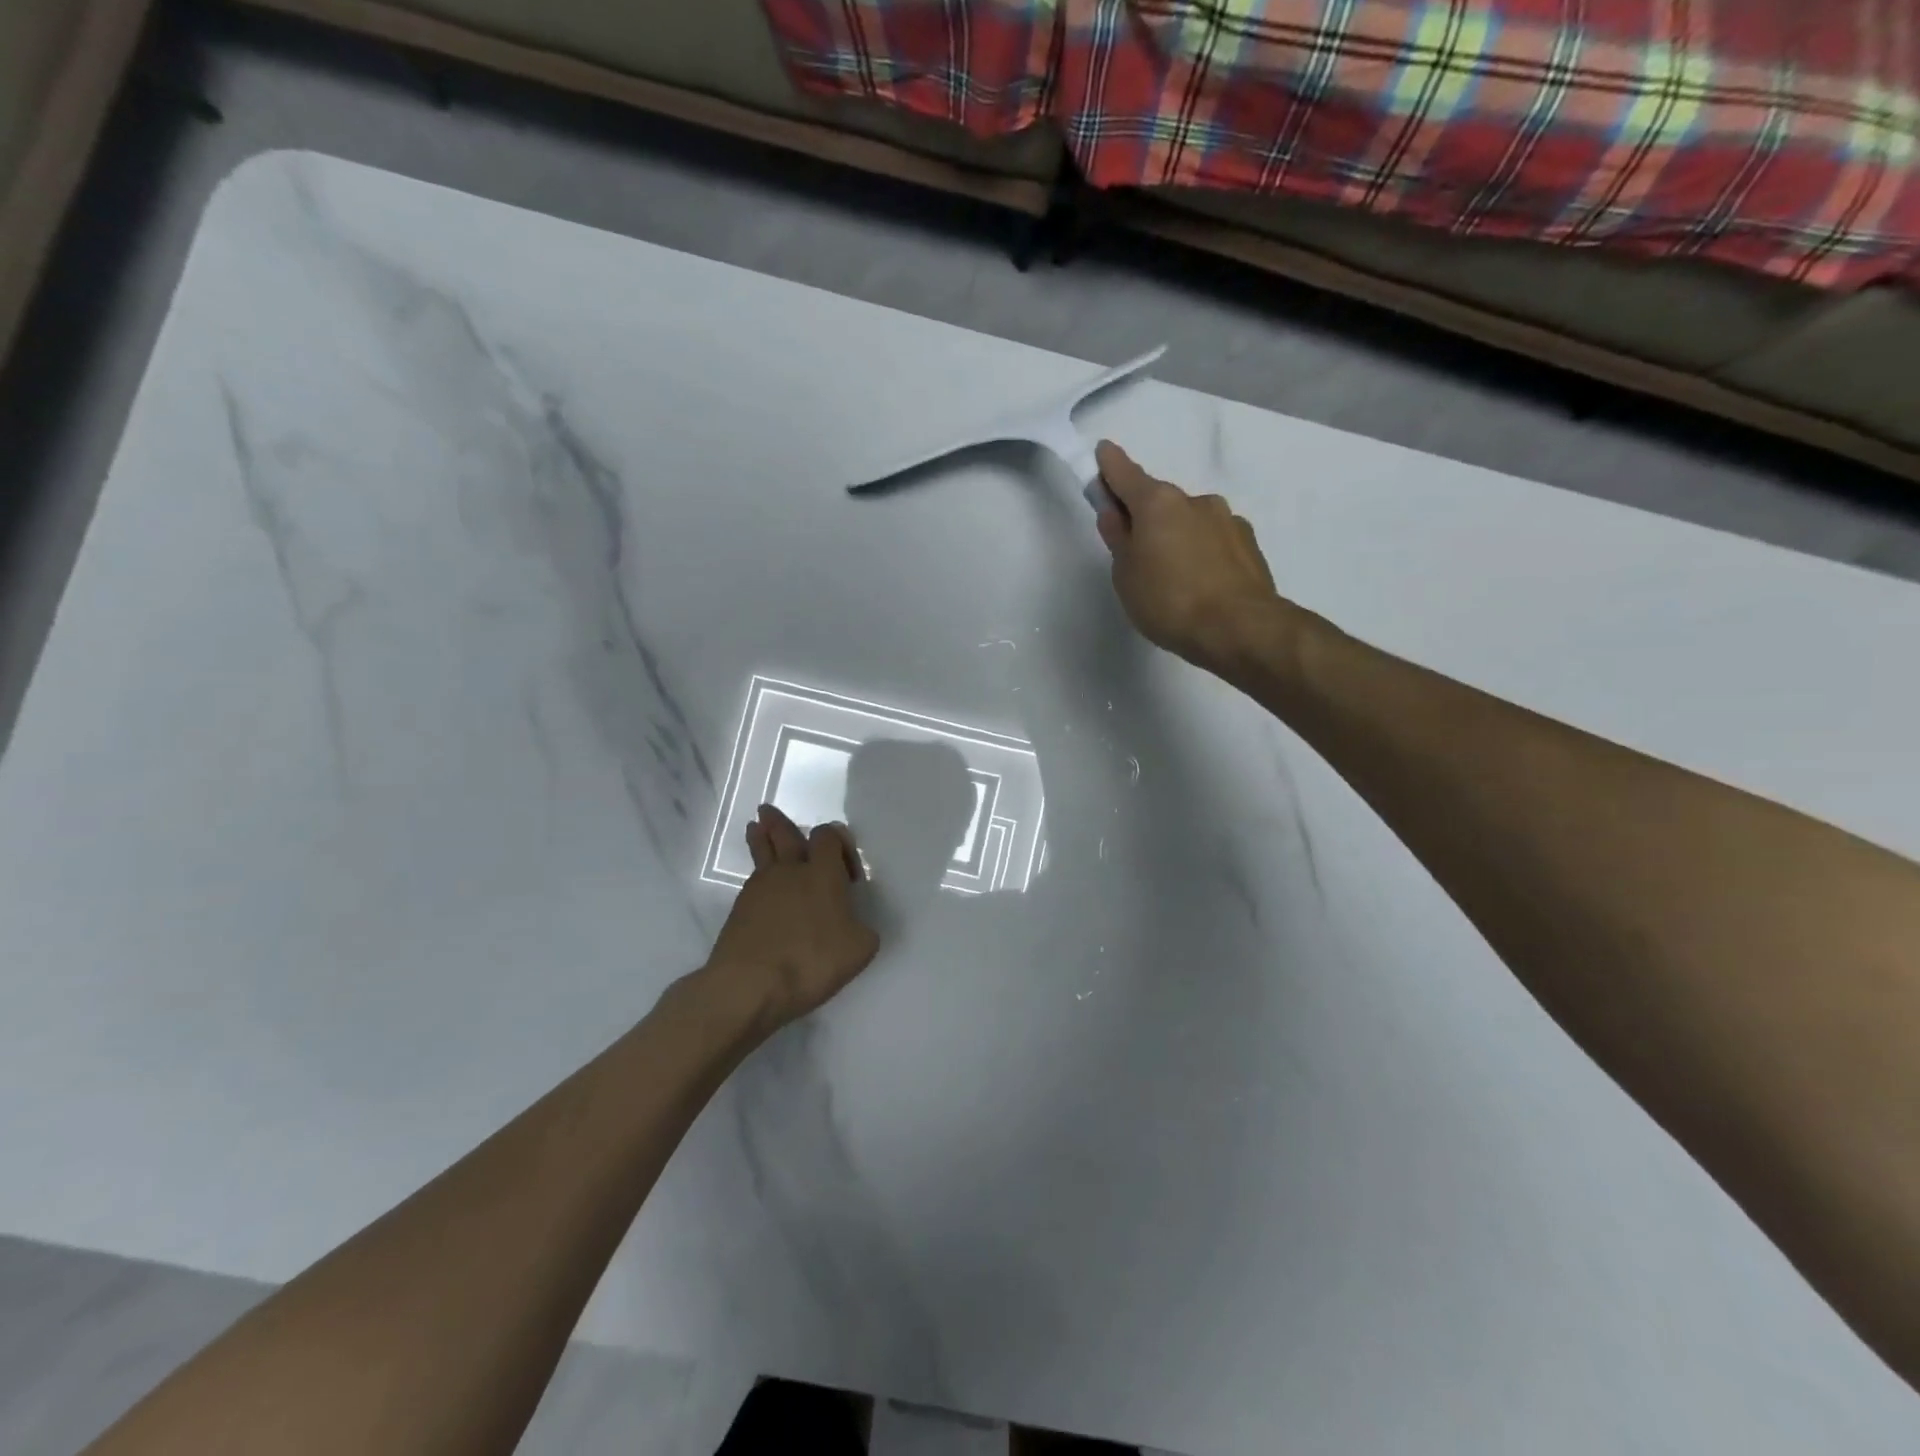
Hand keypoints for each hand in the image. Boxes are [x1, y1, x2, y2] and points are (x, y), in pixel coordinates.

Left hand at [703, 804, 880, 1032]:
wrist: (749, 985)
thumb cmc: (811, 960)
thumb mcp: (859, 949)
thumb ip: (862, 930)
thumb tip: (854, 926)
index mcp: (822, 873)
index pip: (828, 836)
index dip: (840, 843)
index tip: (850, 875)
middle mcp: (790, 871)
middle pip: (784, 835)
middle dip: (779, 823)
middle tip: (767, 811)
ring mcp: (760, 888)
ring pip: (761, 854)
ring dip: (760, 839)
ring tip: (754, 828)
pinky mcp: (739, 910)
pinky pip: (753, 881)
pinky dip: (758, 876)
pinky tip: (761, 885)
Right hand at [1094, 441, 1282, 677]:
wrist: (1240, 628)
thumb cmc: (1169, 601)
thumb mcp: (1126, 574)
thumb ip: (1119, 539)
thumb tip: (1115, 513)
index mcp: (1158, 502)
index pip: (1125, 474)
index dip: (1110, 465)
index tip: (1102, 452)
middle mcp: (1195, 500)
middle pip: (1160, 501)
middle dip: (1146, 516)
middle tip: (1135, 551)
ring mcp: (1227, 519)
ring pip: (1190, 521)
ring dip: (1177, 536)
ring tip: (1173, 578)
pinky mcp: (1249, 544)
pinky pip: (1214, 541)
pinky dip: (1202, 553)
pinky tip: (1201, 584)